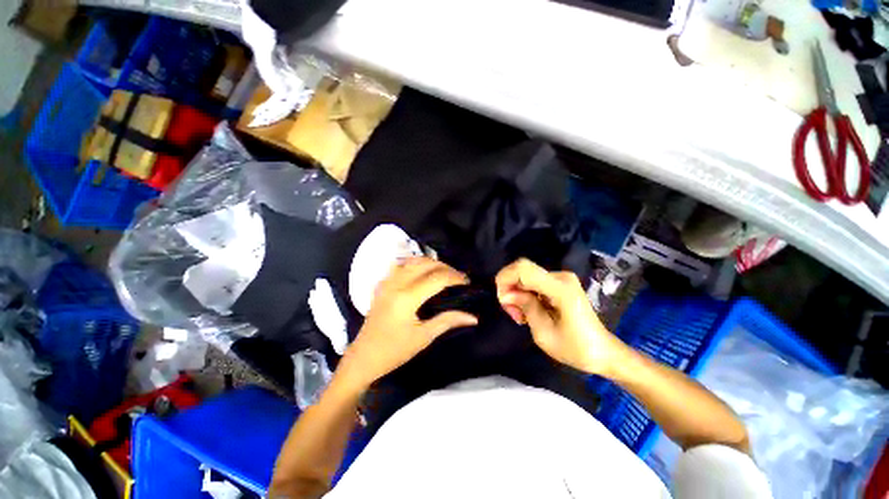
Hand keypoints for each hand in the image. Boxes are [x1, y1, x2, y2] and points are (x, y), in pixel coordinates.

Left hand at [338, 257, 477, 390]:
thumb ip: (447, 321)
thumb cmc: (394, 351)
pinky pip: (399, 265)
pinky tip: (421, 270)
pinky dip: (414, 263)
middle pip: (426, 264)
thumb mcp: (423, 337)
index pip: (437, 278)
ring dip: (430, 262)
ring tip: (443, 272)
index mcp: (407, 298)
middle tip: (458, 277)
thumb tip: (473, 317)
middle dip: (445, 267)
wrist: (363, 358)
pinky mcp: (382, 285)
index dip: (455, 277)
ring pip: (412, 261)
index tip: (467, 282)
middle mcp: (396, 284)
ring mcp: (387, 282)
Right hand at [495, 259, 627, 377]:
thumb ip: (525, 307)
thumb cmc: (575, 348)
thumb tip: (506, 293)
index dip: (505, 279)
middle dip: (509, 288)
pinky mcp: (559, 282)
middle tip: (512, 313)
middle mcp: (561, 276)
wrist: (603, 352)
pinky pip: (532, 281)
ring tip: (520, 316)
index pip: (523, 269)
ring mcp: (561, 278)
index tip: (503, 302)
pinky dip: (524, 293)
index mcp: (560, 288)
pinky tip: (527, 310)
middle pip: (522, 270)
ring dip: (516, 293)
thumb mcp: (544, 333)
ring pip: (525, 275)